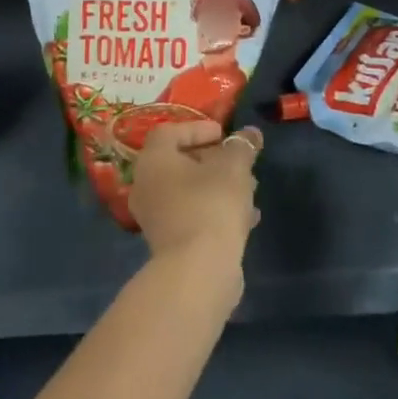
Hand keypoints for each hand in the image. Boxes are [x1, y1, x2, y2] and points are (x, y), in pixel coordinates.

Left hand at [128, 120, 261, 286]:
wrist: (198, 271)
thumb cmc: (211, 204)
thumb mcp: (233, 167)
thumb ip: (242, 146)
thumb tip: (251, 133)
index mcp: (153, 160)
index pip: (170, 132)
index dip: (198, 128)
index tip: (224, 134)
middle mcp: (146, 185)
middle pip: (180, 162)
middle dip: (214, 159)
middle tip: (240, 162)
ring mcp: (155, 217)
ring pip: (189, 190)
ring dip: (218, 185)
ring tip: (250, 189)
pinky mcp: (169, 243)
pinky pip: (192, 215)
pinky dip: (215, 210)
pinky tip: (246, 218)